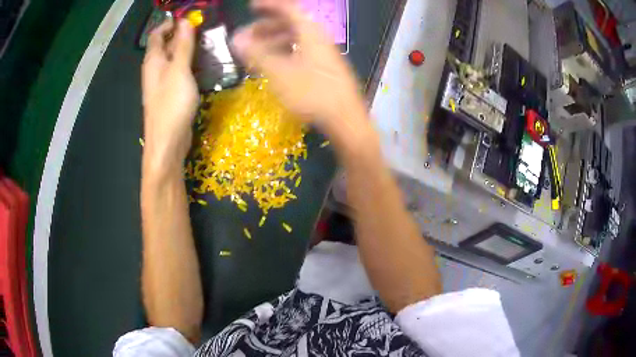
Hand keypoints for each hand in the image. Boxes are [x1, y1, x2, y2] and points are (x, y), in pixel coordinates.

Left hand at [142, 19, 197, 169]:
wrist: (168, 142)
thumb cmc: (171, 104)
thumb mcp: (179, 70)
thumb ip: (183, 45)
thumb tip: (185, 20)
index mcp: (153, 60)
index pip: (157, 34)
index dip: (169, 22)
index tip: (189, 16)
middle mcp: (155, 69)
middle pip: (165, 44)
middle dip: (181, 34)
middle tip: (203, 28)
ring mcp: (162, 82)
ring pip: (173, 58)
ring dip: (186, 48)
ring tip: (206, 42)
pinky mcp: (170, 93)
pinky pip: (178, 71)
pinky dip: (188, 63)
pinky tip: (202, 64)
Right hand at [231, 0, 366, 132]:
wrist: (345, 119)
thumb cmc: (311, 93)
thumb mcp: (279, 72)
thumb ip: (256, 53)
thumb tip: (236, 38)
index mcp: (310, 32)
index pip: (288, 8)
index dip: (269, 5)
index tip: (251, 7)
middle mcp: (319, 38)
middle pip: (290, 24)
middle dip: (266, 27)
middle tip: (247, 37)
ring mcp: (324, 53)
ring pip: (295, 39)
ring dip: (273, 42)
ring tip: (255, 54)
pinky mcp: (325, 68)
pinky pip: (300, 52)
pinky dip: (284, 53)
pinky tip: (273, 66)